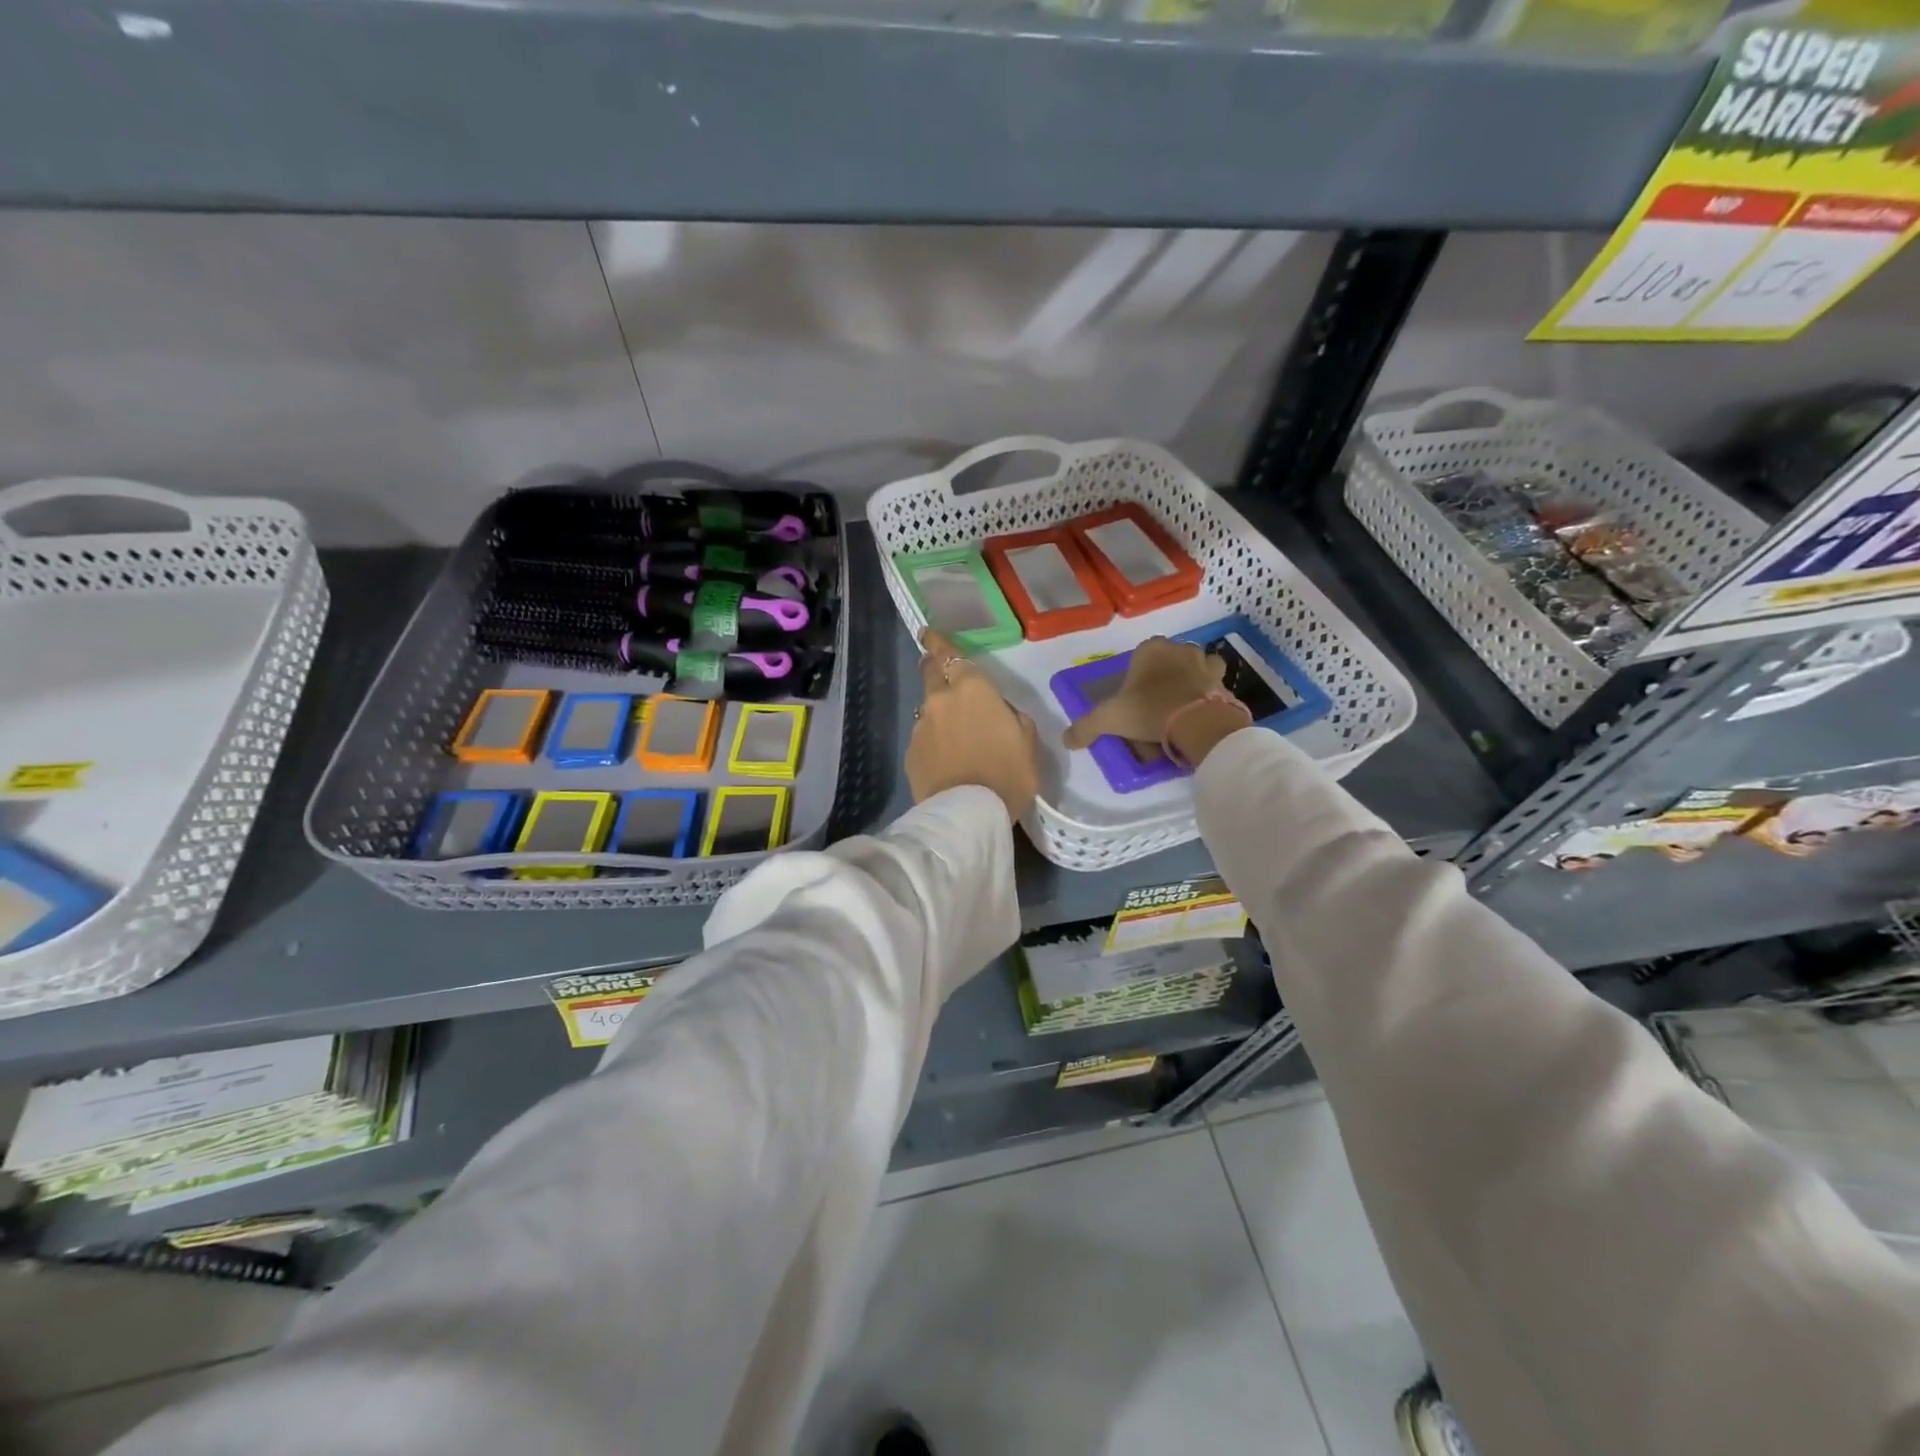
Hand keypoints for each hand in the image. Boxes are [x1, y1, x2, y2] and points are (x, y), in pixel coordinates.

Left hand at [906, 629, 1040, 822]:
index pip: (948, 653)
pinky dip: (932, 741)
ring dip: (937, 712)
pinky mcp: (910, 752)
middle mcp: (940, 699)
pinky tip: (945, 760)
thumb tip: (996, 711)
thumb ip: (1010, 715)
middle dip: (932, 666)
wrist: (968, 813)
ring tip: (952, 734)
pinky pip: (922, 737)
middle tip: (939, 670)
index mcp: (972, 688)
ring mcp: (920, 726)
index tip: (928, 633)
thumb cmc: (1008, 773)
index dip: (937, 641)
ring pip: (927, 708)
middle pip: (929, 672)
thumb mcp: (1026, 740)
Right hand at [1062, 636, 1226, 750]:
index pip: (1141, 654)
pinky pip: (1215, 688)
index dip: (1137, 676)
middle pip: (1170, 661)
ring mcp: (1206, 664)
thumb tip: (1067, 739)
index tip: (1133, 698)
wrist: (1198, 724)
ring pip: (1197, 669)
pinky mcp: (1225, 684)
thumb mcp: (1108, 719)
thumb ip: (1085, 727)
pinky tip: (1199, 717)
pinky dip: (1208, 698)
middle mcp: (1180, 649)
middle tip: (1155, 707)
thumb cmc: (1149, 710)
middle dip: (1164, 679)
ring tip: (1181, 708)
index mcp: (1151, 649)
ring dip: (1191, 682)